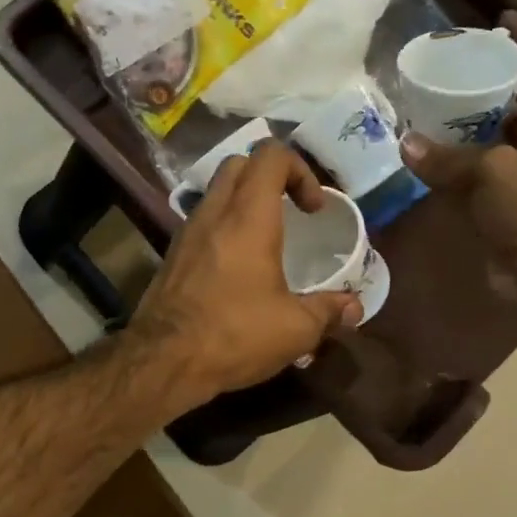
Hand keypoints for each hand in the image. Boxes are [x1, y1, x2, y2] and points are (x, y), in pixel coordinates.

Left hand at [128, 141, 361, 406]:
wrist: (163, 360)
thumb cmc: (234, 335)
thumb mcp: (295, 329)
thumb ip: (328, 311)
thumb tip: (353, 307)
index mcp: (247, 217)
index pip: (270, 155)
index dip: (300, 170)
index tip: (313, 209)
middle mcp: (213, 213)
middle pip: (239, 164)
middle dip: (270, 177)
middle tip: (291, 212)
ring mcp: (186, 232)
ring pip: (216, 192)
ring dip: (244, 202)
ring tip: (267, 241)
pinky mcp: (171, 255)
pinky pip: (201, 221)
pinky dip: (223, 226)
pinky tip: (237, 267)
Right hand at [400, 12, 516, 339]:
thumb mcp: (492, 175)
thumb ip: (448, 158)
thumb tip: (406, 144)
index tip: (500, 21)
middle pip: (516, 100)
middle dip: (485, 82)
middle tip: (446, 68)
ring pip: (490, 137)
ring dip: (462, 124)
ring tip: (424, 106)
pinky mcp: (503, 203)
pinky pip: (473, 172)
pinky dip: (450, 162)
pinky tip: (421, 154)